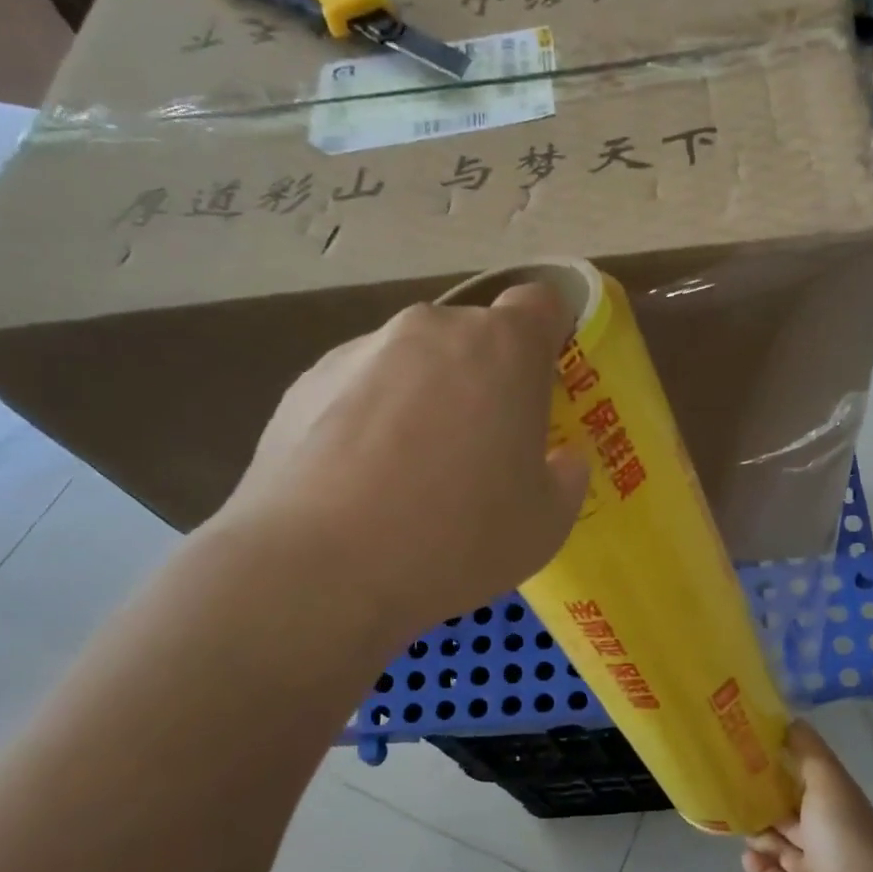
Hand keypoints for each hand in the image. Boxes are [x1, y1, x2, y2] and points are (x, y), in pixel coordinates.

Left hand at [214, 283, 588, 633]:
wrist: (320, 567)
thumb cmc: (458, 538)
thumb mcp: (547, 524)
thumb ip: (567, 476)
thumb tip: (559, 458)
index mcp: (503, 349)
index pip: (541, 303)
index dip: (550, 337)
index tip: (546, 386)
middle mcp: (431, 330)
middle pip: (474, 337)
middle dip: (486, 379)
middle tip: (482, 449)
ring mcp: (360, 351)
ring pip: (413, 363)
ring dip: (425, 400)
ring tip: (410, 476)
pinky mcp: (305, 383)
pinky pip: (359, 390)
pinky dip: (370, 421)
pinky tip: (360, 484)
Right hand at [742, 721, 872, 871]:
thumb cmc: (841, 833)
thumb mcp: (827, 779)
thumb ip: (808, 750)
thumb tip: (790, 720)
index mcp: (835, 806)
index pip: (806, 780)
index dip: (783, 764)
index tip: (753, 747)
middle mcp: (822, 836)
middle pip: (789, 813)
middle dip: (765, 798)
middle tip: (732, 779)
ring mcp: (807, 869)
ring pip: (776, 844)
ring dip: (757, 830)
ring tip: (732, 812)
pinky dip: (756, 863)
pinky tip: (743, 850)